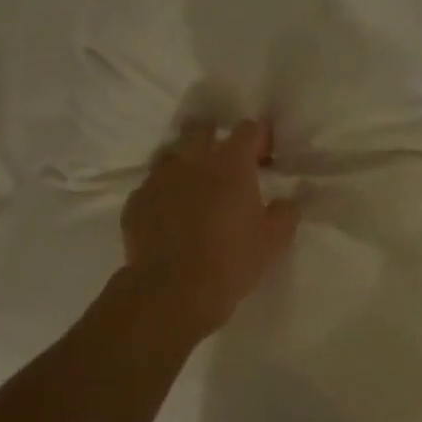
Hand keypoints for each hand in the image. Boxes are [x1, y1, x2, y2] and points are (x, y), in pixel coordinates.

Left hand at [120, 118, 299, 337]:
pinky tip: (168, 214)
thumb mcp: (274, 241)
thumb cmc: (231, 261)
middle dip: (214, 136)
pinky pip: (150, 188)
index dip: (260, 138)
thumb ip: (285, 213)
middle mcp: (192, 161)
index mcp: (230, 165)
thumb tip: (286, 202)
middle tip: (225, 161)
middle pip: (201, 129)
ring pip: (171, 155)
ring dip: (185, 163)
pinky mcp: (135, 203)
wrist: (171, 292)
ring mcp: (158, 180)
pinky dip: (162, 194)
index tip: (265, 156)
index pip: (248, 130)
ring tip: (194, 185)